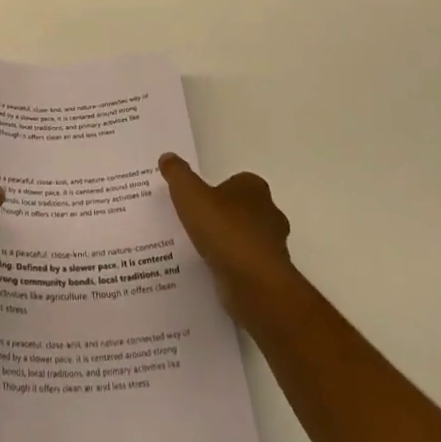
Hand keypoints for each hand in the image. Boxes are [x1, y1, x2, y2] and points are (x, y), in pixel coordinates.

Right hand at [158, 153, 297, 323]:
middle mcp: (269, 213)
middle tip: (196, 223)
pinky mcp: (270, 275)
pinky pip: (246, 264)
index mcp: (254, 188)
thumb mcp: (190, 195)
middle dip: (224, 215)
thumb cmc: (225, 231)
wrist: (255, 284)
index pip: (237, 181)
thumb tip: (167, 157)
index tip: (198, 200)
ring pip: (246, 238)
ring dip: (228, 243)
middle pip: (244, 209)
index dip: (218, 189)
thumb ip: (178, 175)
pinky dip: (232, 266)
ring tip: (200, 250)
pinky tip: (212, 272)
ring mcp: (273, 246)